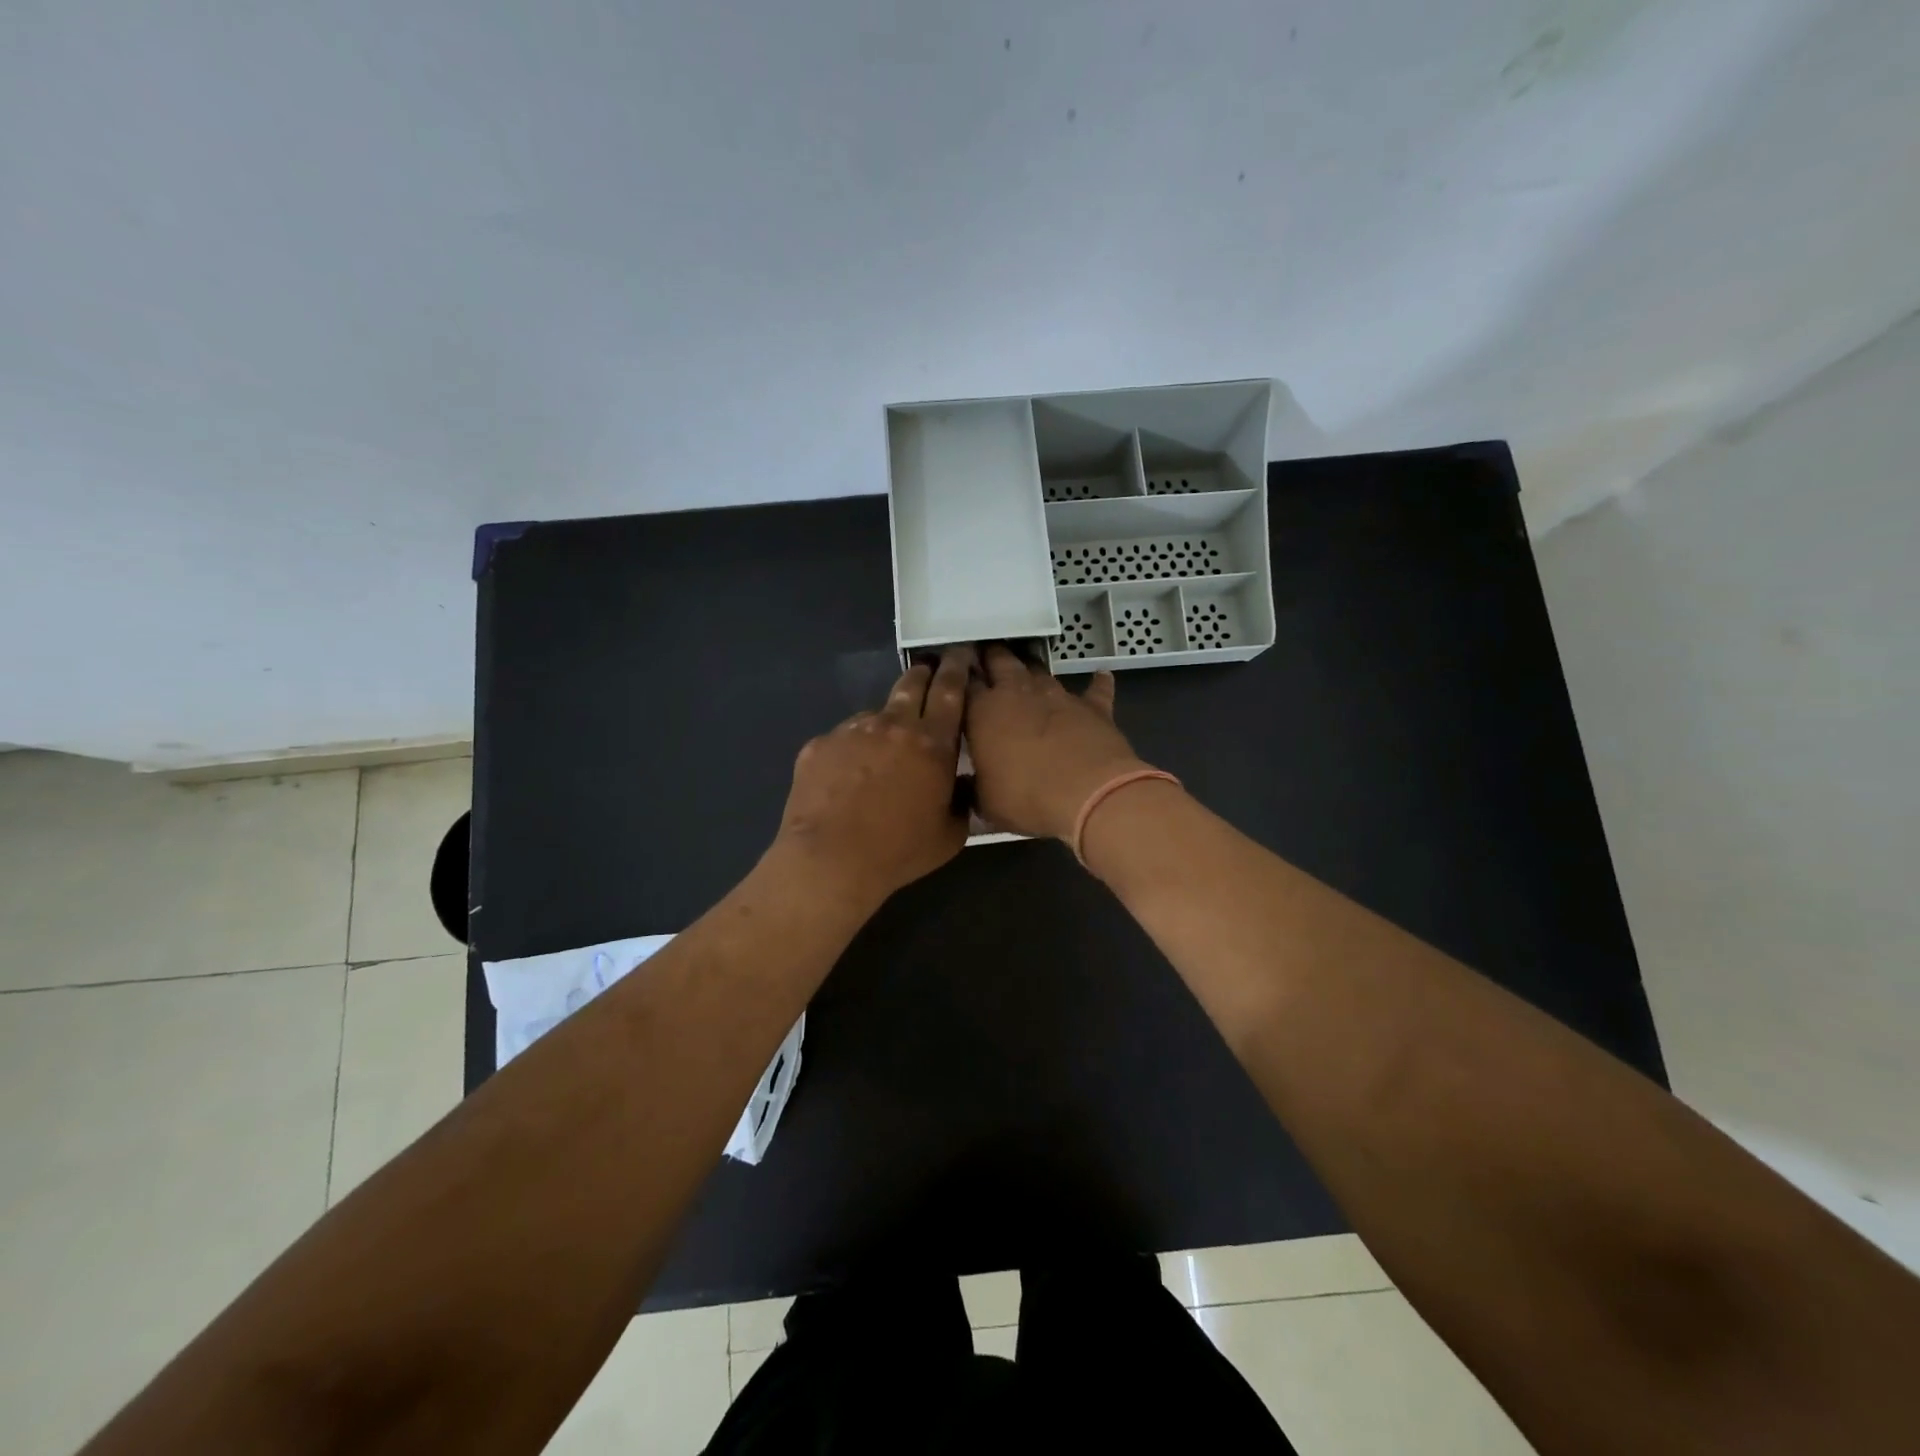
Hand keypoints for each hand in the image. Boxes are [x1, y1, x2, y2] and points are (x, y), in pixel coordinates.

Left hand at [772, 646, 973, 907]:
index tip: (960, 654)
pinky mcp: (819, 744)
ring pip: (874, 715)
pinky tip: (845, 780)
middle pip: (912, 684)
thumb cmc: (899, 851)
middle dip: (923, 673)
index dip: (958, 668)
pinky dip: (850, 752)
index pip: (951, 691)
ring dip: (884, 724)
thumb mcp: (950, 834)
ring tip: (879, 753)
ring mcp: (852, 731)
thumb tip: (957, 783)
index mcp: (932, 743)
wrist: (831, 860)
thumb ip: (959, 800)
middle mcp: (893, 725)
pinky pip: (842, 740)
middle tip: (928, 671)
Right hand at [964, 645, 1151, 840]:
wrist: (1088, 793)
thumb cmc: (1026, 797)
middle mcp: (1018, 693)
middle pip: (1000, 661)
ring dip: (1031, 669)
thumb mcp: (985, 802)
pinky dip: (1097, 683)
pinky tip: (1101, 676)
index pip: (963, 684)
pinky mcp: (1093, 706)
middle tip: (984, 653)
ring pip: (1040, 670)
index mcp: (983, 712)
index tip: (952, 673)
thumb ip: (972, 787)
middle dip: (991, 656)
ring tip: (1025, 667)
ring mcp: (1058, 695)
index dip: (958, 677)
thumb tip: (962, 786)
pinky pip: (1095, 690)